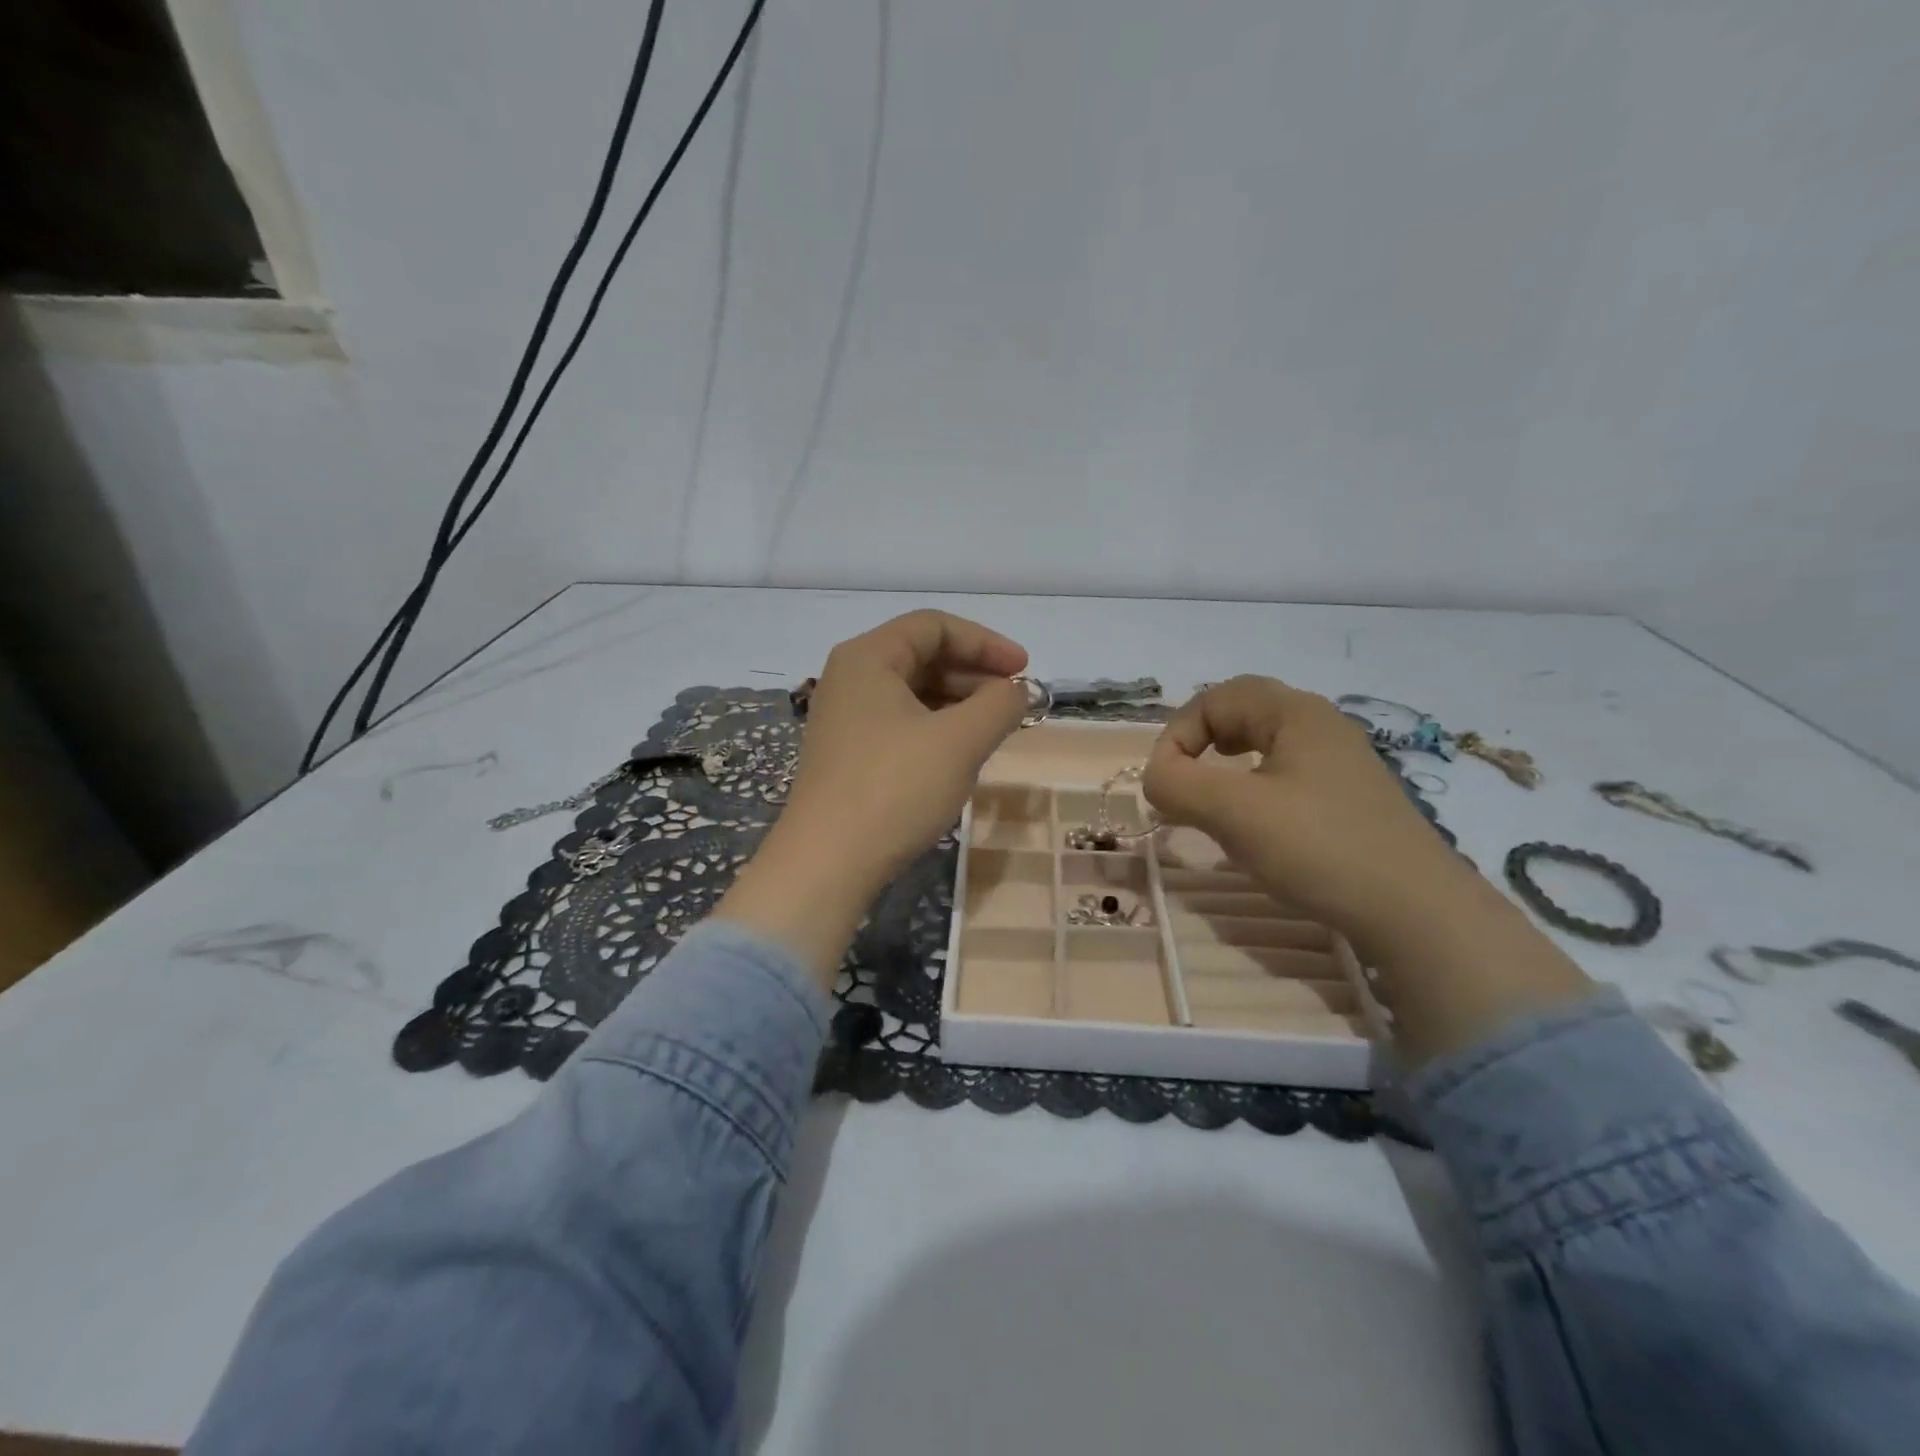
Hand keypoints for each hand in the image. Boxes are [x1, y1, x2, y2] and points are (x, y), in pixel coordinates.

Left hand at [782, 611, 1029, 884]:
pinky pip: (902, 724)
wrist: (828, 863)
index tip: (1024, 670)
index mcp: (868, 657)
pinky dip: (938, 729)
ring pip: (914, 693)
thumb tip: (1021, 690)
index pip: (934, 626)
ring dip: (959, 704)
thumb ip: (1000, 704)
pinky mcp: (848, 754)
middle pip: (923, 656)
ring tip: (996, 729)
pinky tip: (961, 754)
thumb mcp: (959, 741)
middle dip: (974, 675)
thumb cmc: (895, 788)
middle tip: (1014, 703)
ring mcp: (845, 718)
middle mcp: (850, 678)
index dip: (986, 642)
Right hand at [1144, 675, 1590, 1064]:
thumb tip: (1155, 776)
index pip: (1216, 698)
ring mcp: (1343, 762)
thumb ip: (1177, 784)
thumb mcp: (1234, 812)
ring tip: (1213, 800)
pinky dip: (1256, 788)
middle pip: (1244, 712)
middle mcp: (1322, 725)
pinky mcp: (1352, 799)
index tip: (1164, 783)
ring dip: (1227, 766)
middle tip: (1184, 780)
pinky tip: (1257, 825)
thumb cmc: (1318, 847)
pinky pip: (1288, 775)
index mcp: (1295, 713)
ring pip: (1266, 745)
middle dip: (1201, 743)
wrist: (1417, 911)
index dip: (1177, 734)